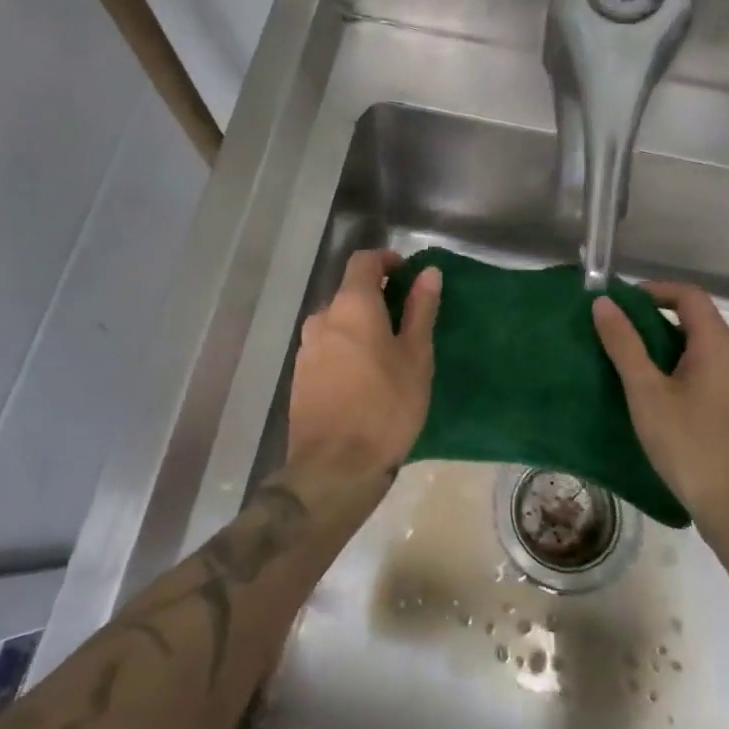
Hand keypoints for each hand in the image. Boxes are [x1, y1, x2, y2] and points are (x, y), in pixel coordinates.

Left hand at [287, 250, 441, 486]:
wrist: (334, 468)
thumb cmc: (386, 407)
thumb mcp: (416, 357)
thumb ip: (421, 310)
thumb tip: (428, 272)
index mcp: (351, 306)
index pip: (363, 261)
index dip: (386, 260)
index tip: (408, 274)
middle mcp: (322, 318)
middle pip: (349, 293)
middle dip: (376, 298)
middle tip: (406, 322)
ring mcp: (306, 349)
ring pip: (337, 323)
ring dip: (360, 326)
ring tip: (388, 354)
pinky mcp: (300, 376)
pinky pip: (327, 348)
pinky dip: (346, 349)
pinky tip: (364, 378)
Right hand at [592, 282, 728, 549]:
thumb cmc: (690, 446)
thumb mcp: (646, 393)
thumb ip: (624, 345)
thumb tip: (604, 303)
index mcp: (720, 345)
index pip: (689, 296)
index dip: (654, 291)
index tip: (622, 304)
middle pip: (698, 322)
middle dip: (657, 321)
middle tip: (620, 337)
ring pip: (706, 351)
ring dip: (671, 349)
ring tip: (635, 368)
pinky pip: (715, 374)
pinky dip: (687, 371)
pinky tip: (665, 400)